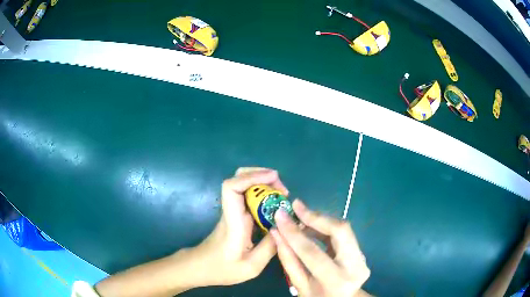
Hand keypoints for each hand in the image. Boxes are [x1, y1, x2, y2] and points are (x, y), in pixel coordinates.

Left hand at [189, 167, 288, 285]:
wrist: (201, 267)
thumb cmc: (222, 269)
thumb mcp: (252, 266)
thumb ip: (270, 247)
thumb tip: (286, 227)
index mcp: (233, 221)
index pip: (232, 188)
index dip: (252, 177)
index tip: (273, 177)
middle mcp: (231, 211)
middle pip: (238, 178)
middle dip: (262, 176)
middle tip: (283, 190)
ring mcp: (232, 211)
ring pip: (243, 184)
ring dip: (263, 183)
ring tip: (282, 195)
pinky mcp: (236, 215)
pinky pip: (248, 196)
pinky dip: (262, 193)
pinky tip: (274, 204)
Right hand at [271, 199, 370, 296]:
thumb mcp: (299, 285)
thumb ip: (288, 259)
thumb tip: (276, 233)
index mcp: (336, 280)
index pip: (312, 252)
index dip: (294, 232)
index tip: (280, 215)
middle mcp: (355, 266)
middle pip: (339, 230)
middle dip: (316, 216)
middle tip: (296, 206)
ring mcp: (362, 258)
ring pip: (343, 228)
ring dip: (320, 220)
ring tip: (300, 216)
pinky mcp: (362, 252)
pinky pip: (343, 234)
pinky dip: (326, 228)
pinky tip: (311, 227)